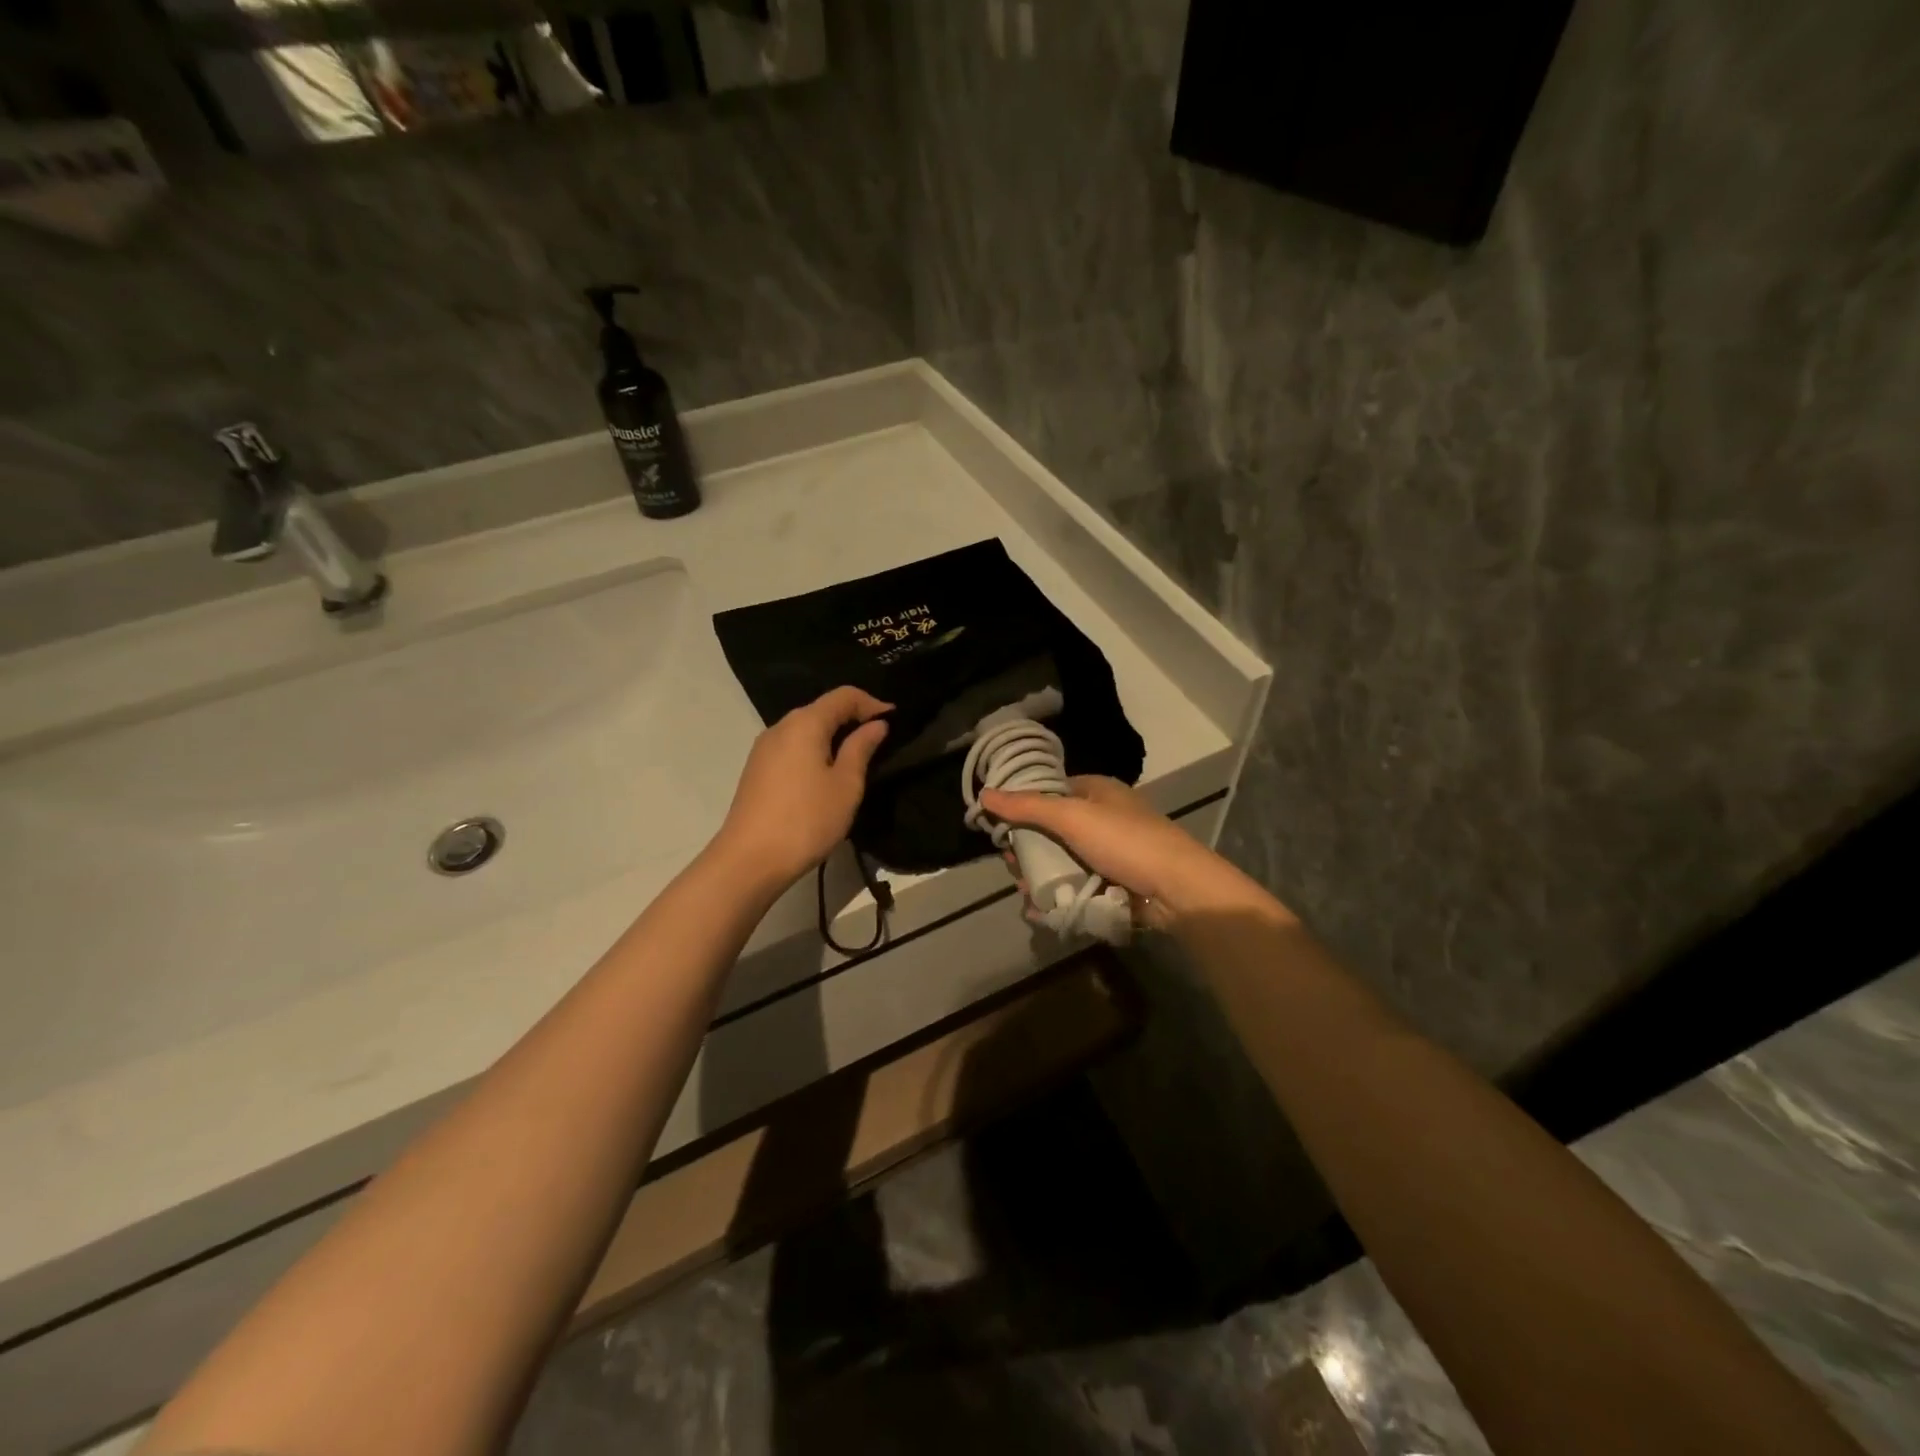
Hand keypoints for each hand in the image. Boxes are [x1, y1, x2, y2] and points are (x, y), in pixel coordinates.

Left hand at [713, 686, 891, 888]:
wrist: (749, 860)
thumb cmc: (806, 820)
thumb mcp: (845, 785)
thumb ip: (861, 748)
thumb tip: (875, 724)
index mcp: (805, 723)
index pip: (843, 695)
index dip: (872, 703)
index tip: (895, 720)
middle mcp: (780, 727)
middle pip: (822, 709)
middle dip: (853, 718)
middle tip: (880, 741)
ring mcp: (764, 749)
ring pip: (806, 729)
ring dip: (833, 737)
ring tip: (856, 760)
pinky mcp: (757, 770)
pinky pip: (793, 748)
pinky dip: (814, 751)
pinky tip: (826, 775)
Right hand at [979, 775, 1278, 927]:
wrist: (1177, 889)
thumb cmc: (1125, 842)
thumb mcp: (1072, 817)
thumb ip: (1027, 807)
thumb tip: (984, 795)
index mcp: (1097, 792)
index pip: (1050, 792)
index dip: (1023, 807)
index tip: (1000, 827)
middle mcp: (1102, 819)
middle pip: (1052, 831)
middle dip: (1028, 849)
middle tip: (1012, 864)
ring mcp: (1109, 854)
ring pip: (1062, 862)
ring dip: (1041, 877)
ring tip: (1026, 891)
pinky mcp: (1113, 884)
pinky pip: (1077, 887)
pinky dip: (1058, 896)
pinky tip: (1041, 909)